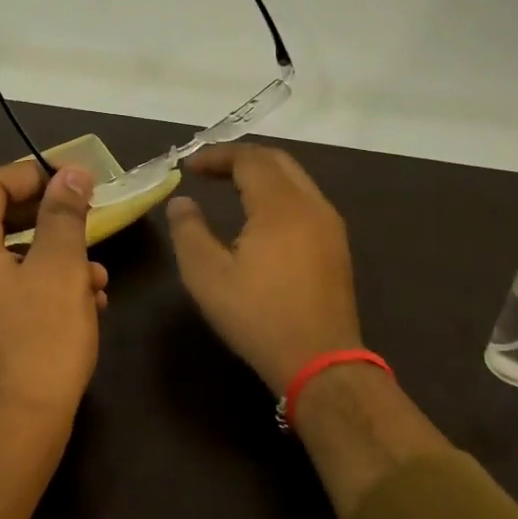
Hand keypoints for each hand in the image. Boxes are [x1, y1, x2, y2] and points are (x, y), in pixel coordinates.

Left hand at [0, 160, 109, 429]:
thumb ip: (64, 213)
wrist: (16, 428)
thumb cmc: (39, 338)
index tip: (78, 181)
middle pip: (1, 221)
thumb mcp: (60, 267)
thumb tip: (72, 174)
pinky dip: (45, 287)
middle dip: (52, 221)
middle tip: (92, 218)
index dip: (36, 175)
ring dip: (57, 258)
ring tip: (99, 275)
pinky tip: (87, 303)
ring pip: (12, 258)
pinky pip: (10, 290)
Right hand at [166, 144, 363, 394]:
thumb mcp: (208, 277)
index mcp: (281, 206)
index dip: (217, 156)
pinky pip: (305, 199)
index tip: (189, 167)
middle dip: (240, 158)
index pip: (249, 159)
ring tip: (230, 186)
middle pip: (277, 160)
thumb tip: (181, 202)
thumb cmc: (259, 318)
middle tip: (208, 170)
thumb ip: (189, 232)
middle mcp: (311, 205)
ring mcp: (329, 224)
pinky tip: (260, 214)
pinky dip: (278, 192)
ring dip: (262, 174)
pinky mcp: (336, 244)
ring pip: (295, 179)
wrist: (320, 362)